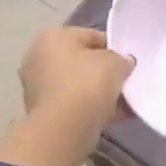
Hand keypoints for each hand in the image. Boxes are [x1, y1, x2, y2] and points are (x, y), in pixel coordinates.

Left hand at [0, 27, 133, 165]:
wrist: (63, 130)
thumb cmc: (87, 84)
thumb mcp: (116, 63)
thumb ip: (122, 59)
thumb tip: (122, 64)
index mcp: (52, 37)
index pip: (91, 35)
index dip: (114, 48)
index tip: (128, 63)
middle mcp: (38, 57)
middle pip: (82, 61)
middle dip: (104, 72)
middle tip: (125, 82)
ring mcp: (36, 86)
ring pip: (78, 85)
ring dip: (99, 92)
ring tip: (123, 104)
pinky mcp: (41, 112)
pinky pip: (73, 104)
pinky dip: (91, 108)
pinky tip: (113, 117)